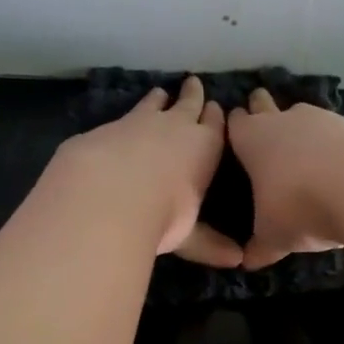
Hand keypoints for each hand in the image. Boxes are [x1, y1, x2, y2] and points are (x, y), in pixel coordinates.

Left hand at [48, 75, 241, 266]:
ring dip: (159, 99)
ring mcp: (139, 122)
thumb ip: (209, 244)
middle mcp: (174, 127)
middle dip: (192, 95)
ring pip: (154, 104)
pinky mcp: (107, 128)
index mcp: (203, 147)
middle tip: (193, 83)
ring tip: (160, 93)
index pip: (215, 125)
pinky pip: (123, 117)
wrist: (106, 194)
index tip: (217, 107)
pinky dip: (127, 117)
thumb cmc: (162, 215)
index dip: (216, 117)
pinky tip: (121, 124)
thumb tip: (237, 261)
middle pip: (188, 104)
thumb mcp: (188, 234)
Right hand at [226, 88, 343, 267]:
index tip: (234, 130)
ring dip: (299, 126)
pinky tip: (335, 161)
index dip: (235, 126)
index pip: (236, 124)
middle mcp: (282, 121)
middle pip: (265, 104)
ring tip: (301, 145)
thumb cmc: (299, 207)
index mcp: (252, 139)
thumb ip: (260, 247)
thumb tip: (247, 262)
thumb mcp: (273, 237)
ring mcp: (320, 119)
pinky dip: (331, 142)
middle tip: (260, 114)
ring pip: (302, 114)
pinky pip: (333, 131)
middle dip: (261, 108)